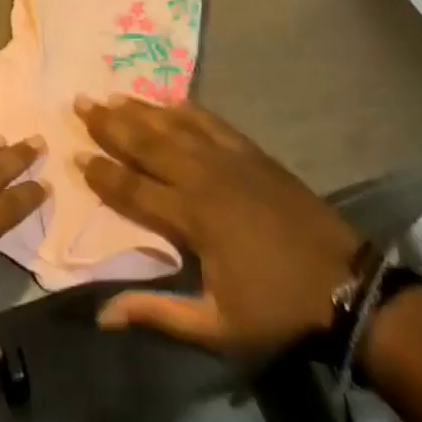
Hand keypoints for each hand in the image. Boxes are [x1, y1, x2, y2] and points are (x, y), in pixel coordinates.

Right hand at [75, 96, 363, 359]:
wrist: (347, 286)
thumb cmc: (276, 310)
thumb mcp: (216, 327)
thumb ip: (157, 314)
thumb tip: (102, 315)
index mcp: (191, 218)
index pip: (133, 189)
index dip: (101, 173)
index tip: (74, 155)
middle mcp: (203, 178)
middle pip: (147, 144)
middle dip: (110, 124)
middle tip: (80, 103)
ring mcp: (230, 159)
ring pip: (174, 126)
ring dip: (140, 110)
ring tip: (112, 95)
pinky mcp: (252, 152)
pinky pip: (210, 121)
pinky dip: (186, 108)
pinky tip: (169, 100)